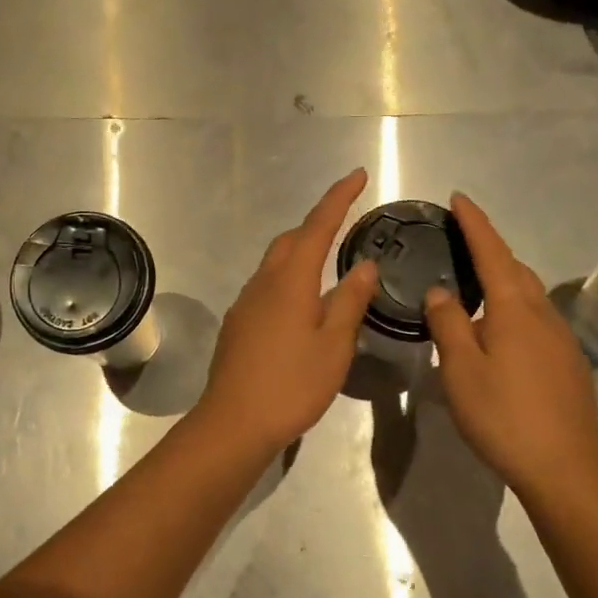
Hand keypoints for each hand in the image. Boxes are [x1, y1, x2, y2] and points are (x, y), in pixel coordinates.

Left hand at [195, 168, 377, 455]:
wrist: (234, 423)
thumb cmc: (292, 384)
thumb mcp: (334, 345)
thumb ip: (350, 301)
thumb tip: (364, 264)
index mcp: (291, 281)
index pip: (318, 226)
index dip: (338, 198)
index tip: (357, 174)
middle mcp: (263, 283)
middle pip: (291, 240)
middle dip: (318, 224)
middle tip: (346, 223)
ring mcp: (246, 303)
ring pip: (276, 263)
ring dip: (301, 252)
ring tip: (329, 264)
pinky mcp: (238, 324)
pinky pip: (266, 286)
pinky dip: (289, 279)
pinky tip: (302, 306)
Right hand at [423, 192, 597, 501]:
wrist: (564, 466)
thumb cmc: (504, 415)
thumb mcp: (461, 369)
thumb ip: (448, 323)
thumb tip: (440, 291)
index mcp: (514, 309)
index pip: (492, 252)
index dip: (475, 223)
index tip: (459, 198)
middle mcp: (542, 314)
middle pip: (515, 268)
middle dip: (489, 248)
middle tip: (462, 239)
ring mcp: (560, 339)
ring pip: (529, 294)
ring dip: (503, 277)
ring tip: (475, 282)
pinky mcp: (567, 362)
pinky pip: (536, 317)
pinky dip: (514, 306)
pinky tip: (499, 330)